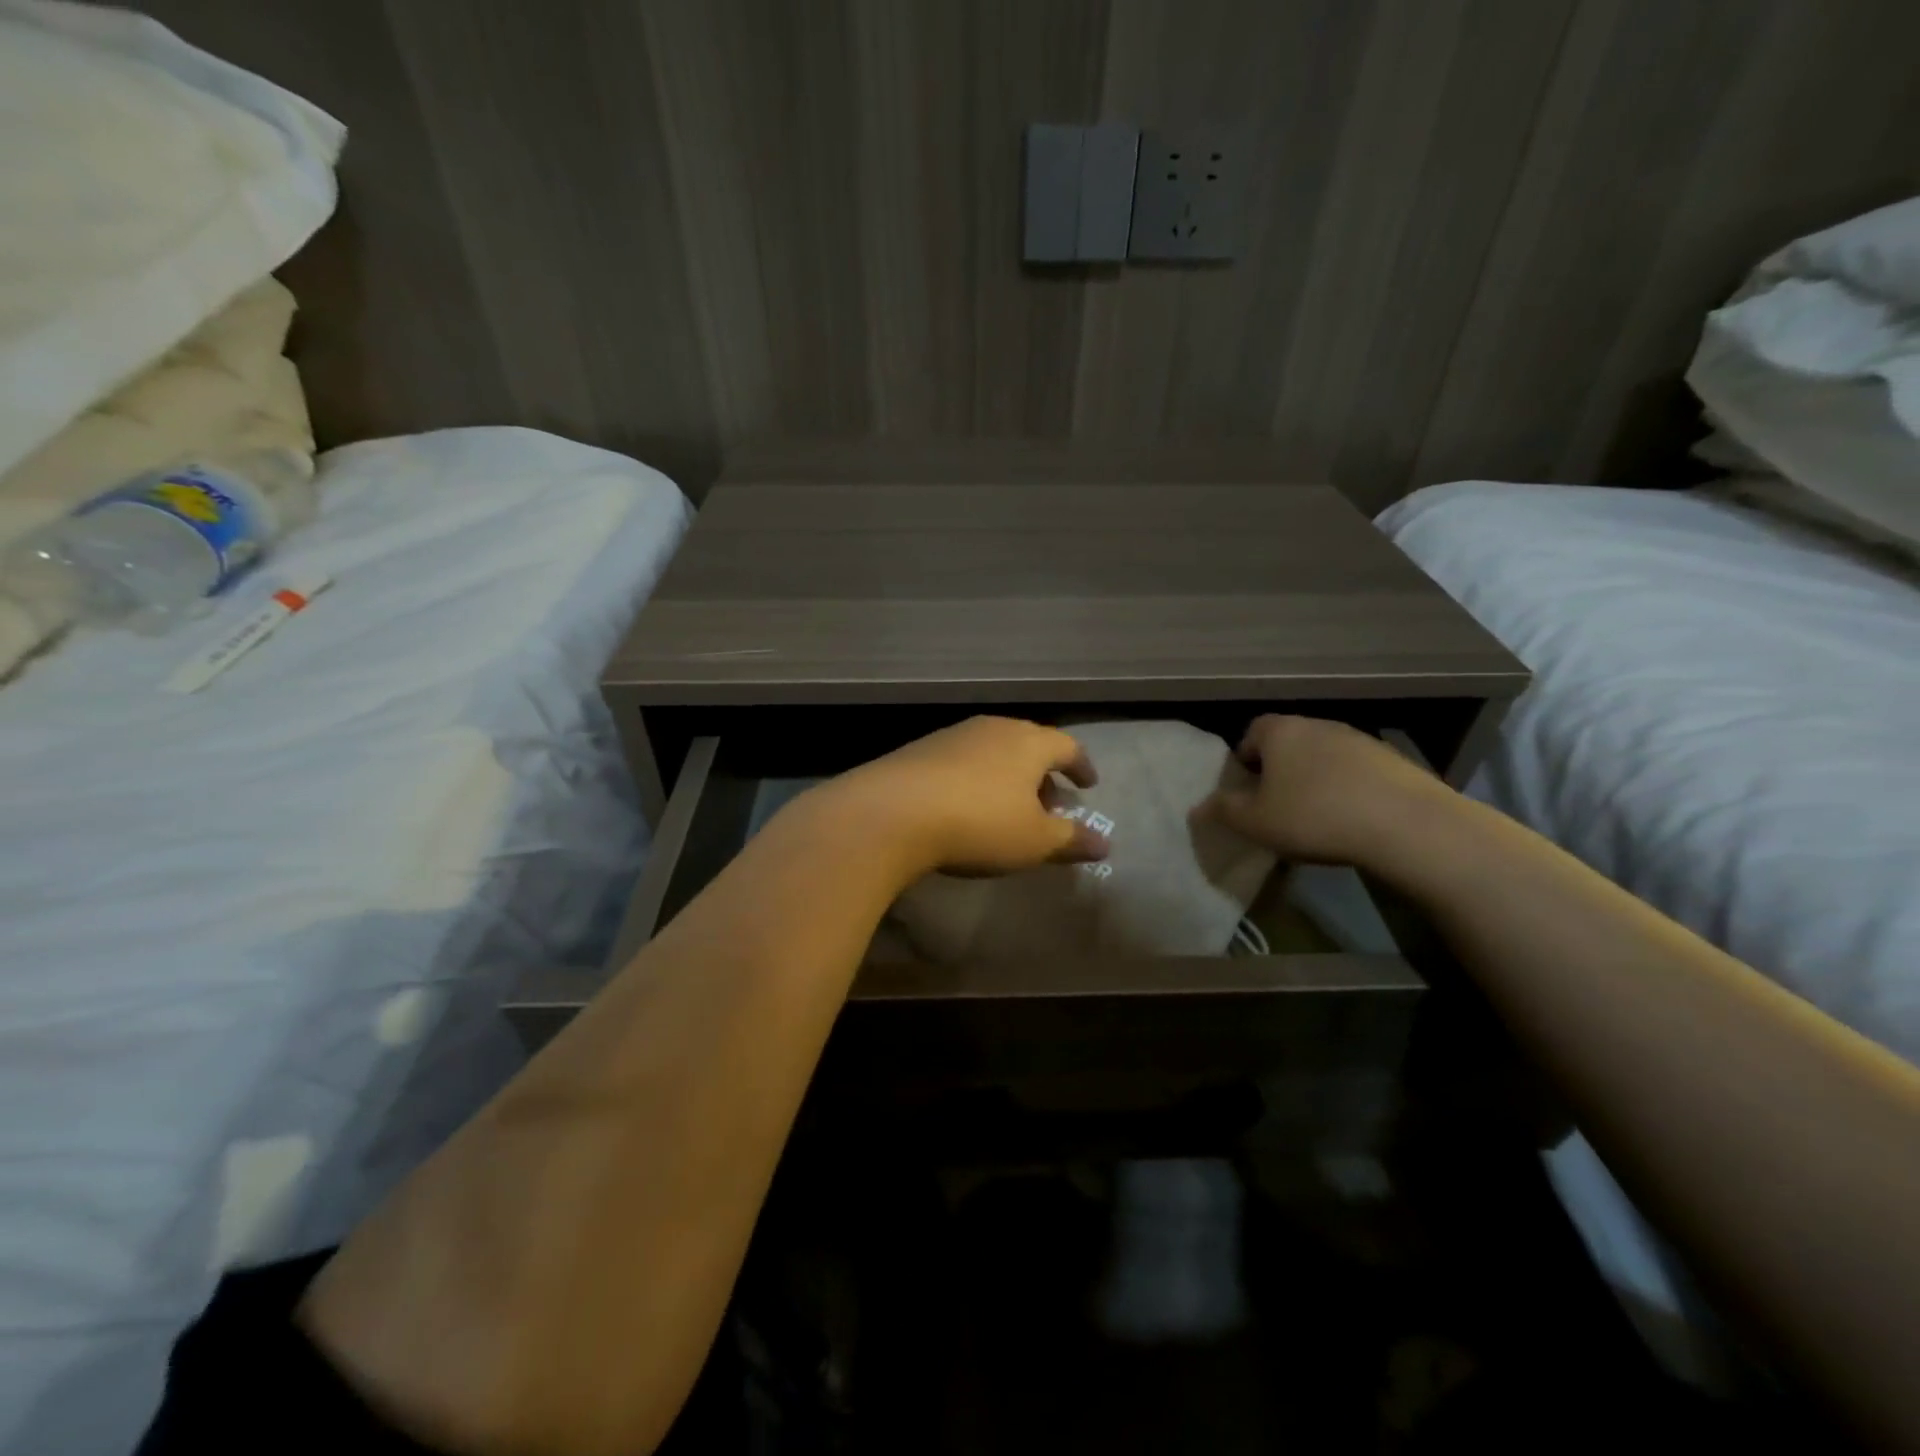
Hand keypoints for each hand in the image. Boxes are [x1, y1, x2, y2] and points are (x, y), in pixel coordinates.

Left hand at [819, 716, 1108, 878]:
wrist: (892, 811)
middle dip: (1044, 773)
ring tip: (1009, 806)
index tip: (1088, 785)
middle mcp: (994, 728)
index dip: (1082, 766)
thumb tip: (1104, 843)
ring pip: (994, 750)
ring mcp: (954, 735)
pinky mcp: (920, 749)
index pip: (1068, 746)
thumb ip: (1071, 839)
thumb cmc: (979, 823)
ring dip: (1008, 775)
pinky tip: (966, 804)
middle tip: (1050, 802)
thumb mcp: (1034, 840)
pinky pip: (963, 760)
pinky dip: (977, 778)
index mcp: (1029, 742)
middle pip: (1029, 744)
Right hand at [1203, 714, 1450, 866]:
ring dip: (1316, 778)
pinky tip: (1353, 819)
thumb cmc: (1314, 816)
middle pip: (1288, 742)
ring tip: (1317, 816)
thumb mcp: (1255, 822)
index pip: (1251, 731)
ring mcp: (1359, 738)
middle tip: (1278, 805)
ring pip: (1324, 755)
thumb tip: (1199, 806)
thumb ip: (1223, 811)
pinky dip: (1349, 788)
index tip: (1248, 790)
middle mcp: (1318, 724)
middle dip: (1279, 769)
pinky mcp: (1393, 759)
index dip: (1244, 759)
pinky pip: (1357, 771)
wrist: (1405, 824)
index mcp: (1280, 731)